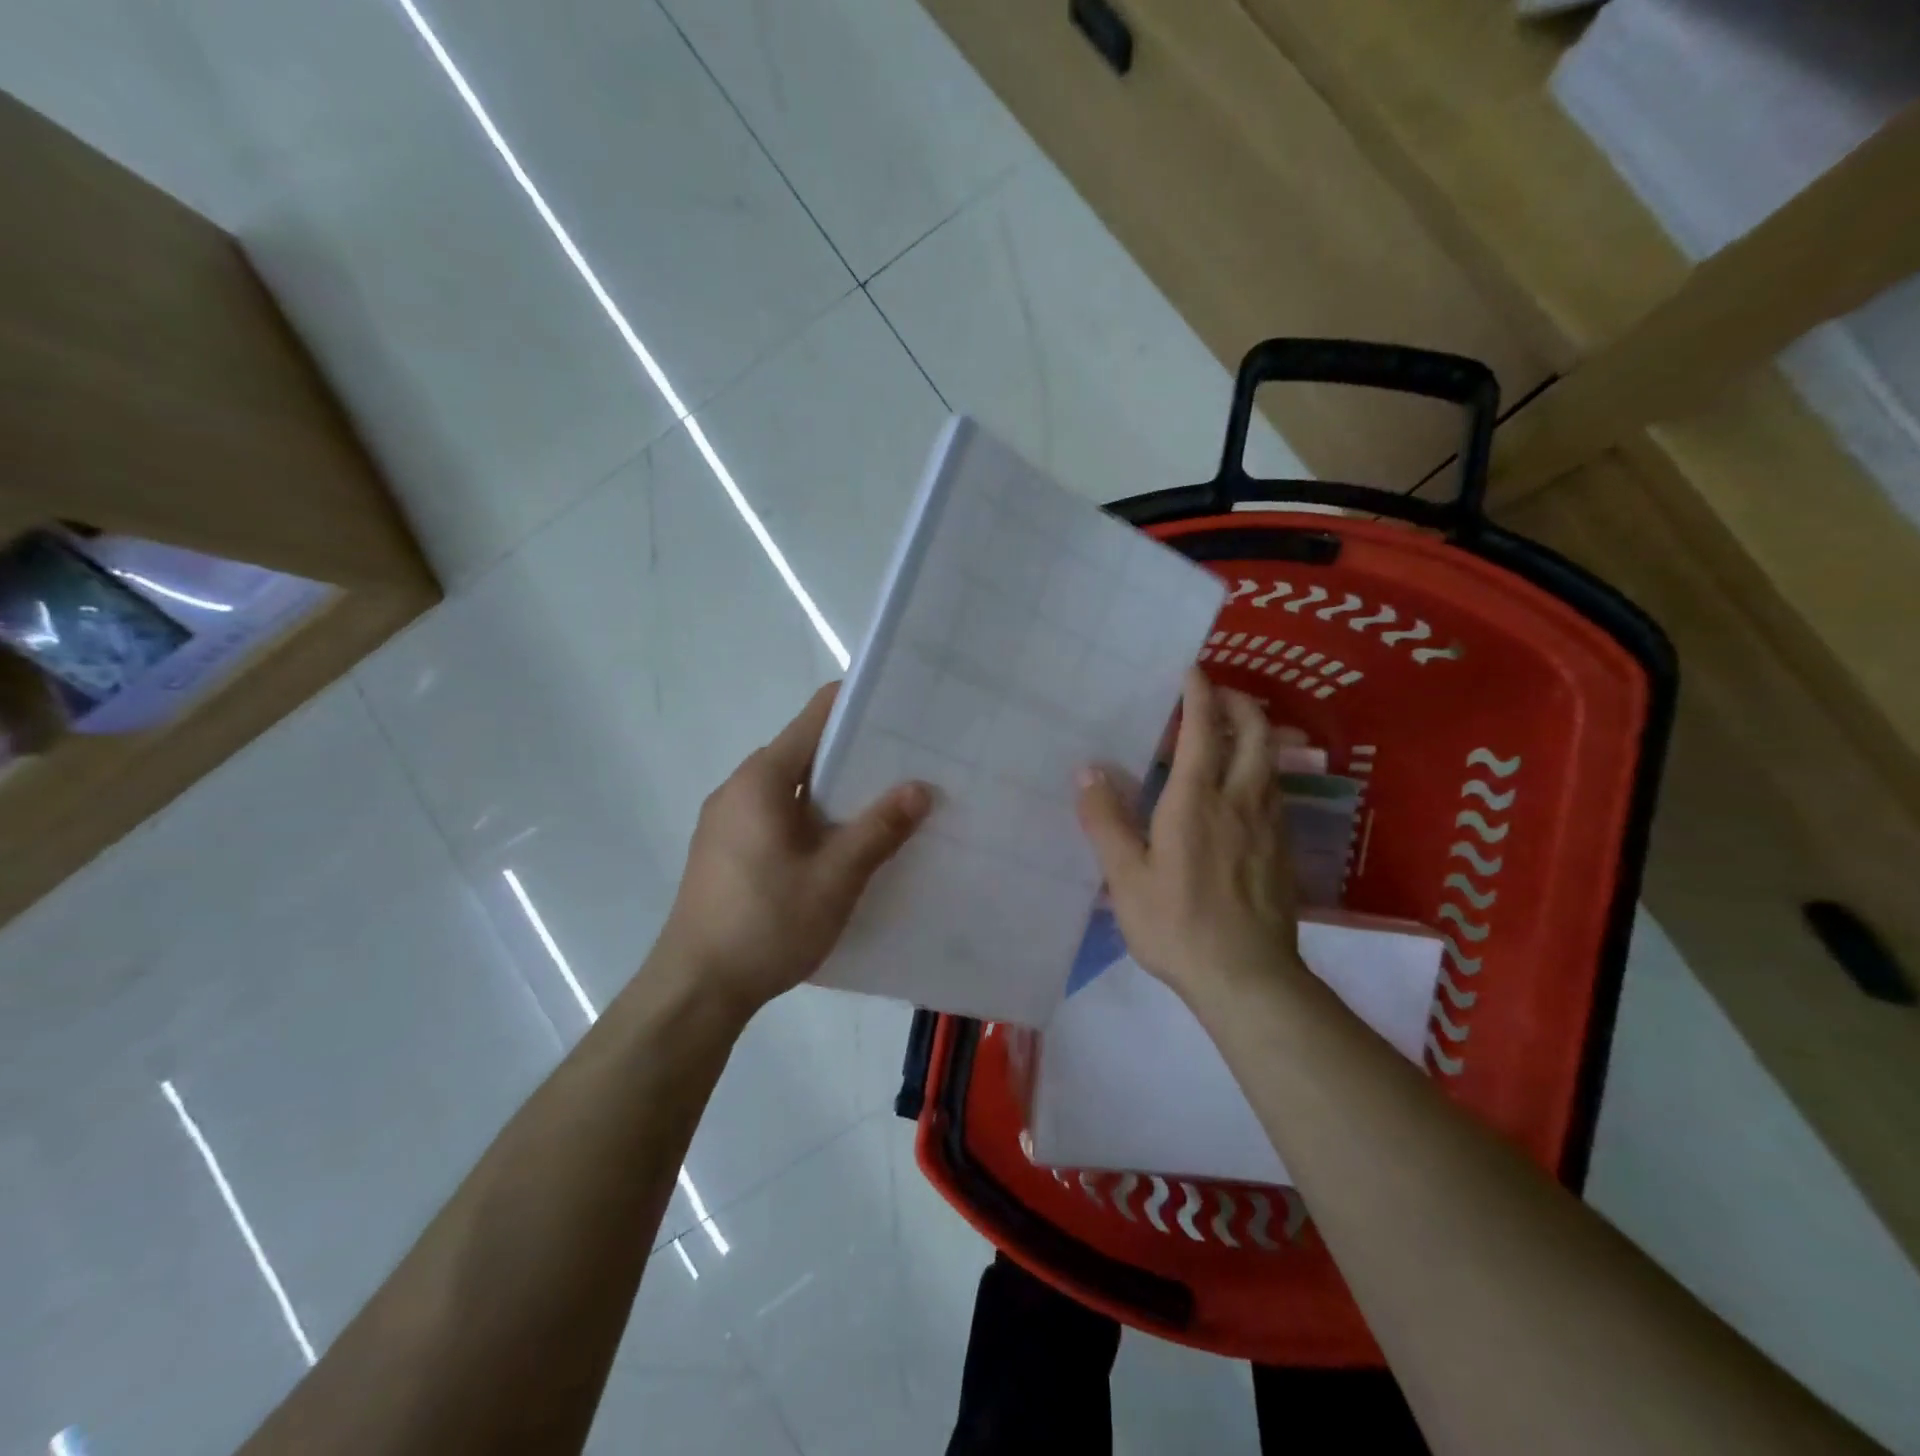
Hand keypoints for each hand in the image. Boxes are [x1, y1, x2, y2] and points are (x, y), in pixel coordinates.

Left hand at [654, 683, 932, 1017]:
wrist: (695, 989)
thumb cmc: (767, 924)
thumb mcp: (835, 878)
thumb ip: (879, 828)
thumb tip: (919, 787)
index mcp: (761, 779)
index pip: (815, 718)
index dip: (858, 707)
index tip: (900, 711)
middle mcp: (738, 788)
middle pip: (803, 752)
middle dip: (854, 756)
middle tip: (907, 765)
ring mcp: (725, 820)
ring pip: (790, 788)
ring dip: (833, 792)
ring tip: (884, 805)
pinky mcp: (724, 850)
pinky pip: (775, 815)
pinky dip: (810, 817)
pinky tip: (839, 846)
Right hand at [1076, 667, 1304, 1008]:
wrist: (1248, 977)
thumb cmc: (1177, 925)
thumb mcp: (1125, 877)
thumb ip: (1105, 820)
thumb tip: (1088, 770)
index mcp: (1197, 800)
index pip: (1204, 730)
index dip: (1200, 694)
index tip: (1193, 670)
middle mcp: (1240, 800)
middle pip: (1256, 733)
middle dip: (1240, 703)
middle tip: (1218, 694)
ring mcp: (1269, 825)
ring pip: (1271, 761)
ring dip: (1255, 734)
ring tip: (1230, 732)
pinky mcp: (1282, 849)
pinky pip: (1276, 790)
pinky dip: (1261, 769)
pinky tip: (1244, 788)